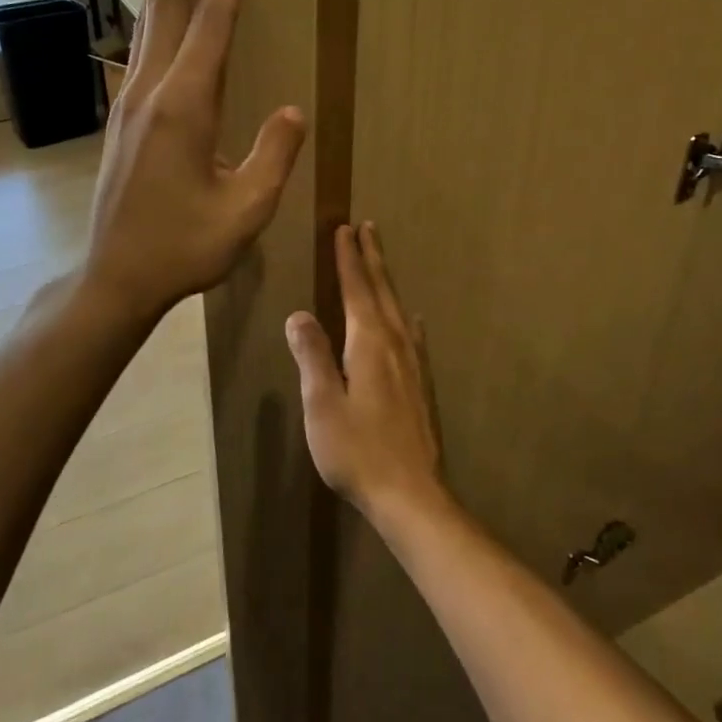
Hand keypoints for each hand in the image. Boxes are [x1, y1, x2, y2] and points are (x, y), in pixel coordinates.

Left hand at [84, 0, 306, 322]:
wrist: (115, 277)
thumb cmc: (184, 248)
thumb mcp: (246, 211)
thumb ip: (273, 156)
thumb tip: (293, 110)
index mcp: (185, 108)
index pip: (212, 27)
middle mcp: (151, 93)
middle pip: (164, 7)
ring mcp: (129, 104)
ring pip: (147, 26)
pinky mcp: (123, 121)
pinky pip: (142, 54)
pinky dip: (153, 19)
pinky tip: (158, 18)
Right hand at [285, 223, 446, 525]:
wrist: (411, 494)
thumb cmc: (358, 451)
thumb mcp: (322, 404)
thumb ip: (312, 356)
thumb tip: (299, 314)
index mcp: (369, 344)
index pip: (356, 289)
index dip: (348, 259)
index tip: (344, 230)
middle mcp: (396, 344)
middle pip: (382, 291)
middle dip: (372, 258)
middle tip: (367, 228)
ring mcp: (413, 364)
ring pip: (399, 309)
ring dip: (387, 280)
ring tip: (380, 261)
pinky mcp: (422, 385)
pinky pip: (412, 335)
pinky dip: (405, 317)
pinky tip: (411, 320)